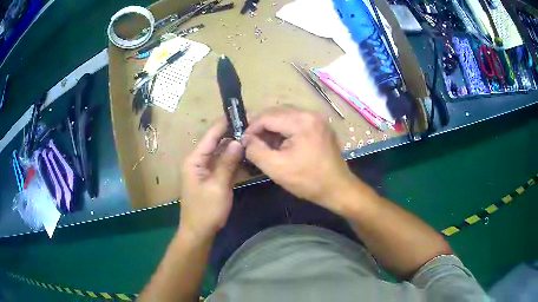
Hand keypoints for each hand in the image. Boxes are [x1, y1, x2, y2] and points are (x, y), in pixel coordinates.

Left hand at [179, 118, 242, 237]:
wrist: (199, 231)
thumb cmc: (205, 210)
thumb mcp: (218, 186)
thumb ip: (227, 163)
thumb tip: (238, 141)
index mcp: (195, 160)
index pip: (210, 136)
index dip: (224, 124)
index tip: (239, 112)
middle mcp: (199, 161)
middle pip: (217, 143)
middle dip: (232, 134)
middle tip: (252, 125)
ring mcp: (206, 170)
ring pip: (222, 154)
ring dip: (235, 147)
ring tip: (252, 136)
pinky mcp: (213, 179)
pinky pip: (224, 165)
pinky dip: (234, 161)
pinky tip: (247, 155)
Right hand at [243, 106, 357, 211]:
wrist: (338, 189)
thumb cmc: (308, 180)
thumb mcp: (276, 168)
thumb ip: (256, 150)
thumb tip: (246, 139)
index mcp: (301, 121)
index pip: (267, 116)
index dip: (251, 128)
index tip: (243, 142)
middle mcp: (311, 114)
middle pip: (277, 112)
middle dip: (262, 127)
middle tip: (251, 142)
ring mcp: (318, 119)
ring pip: (286, 116)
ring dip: (273, 128)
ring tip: (265, 144)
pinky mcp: (321, 126)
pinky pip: (297, 122)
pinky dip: (285, 130)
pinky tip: (280, 143)